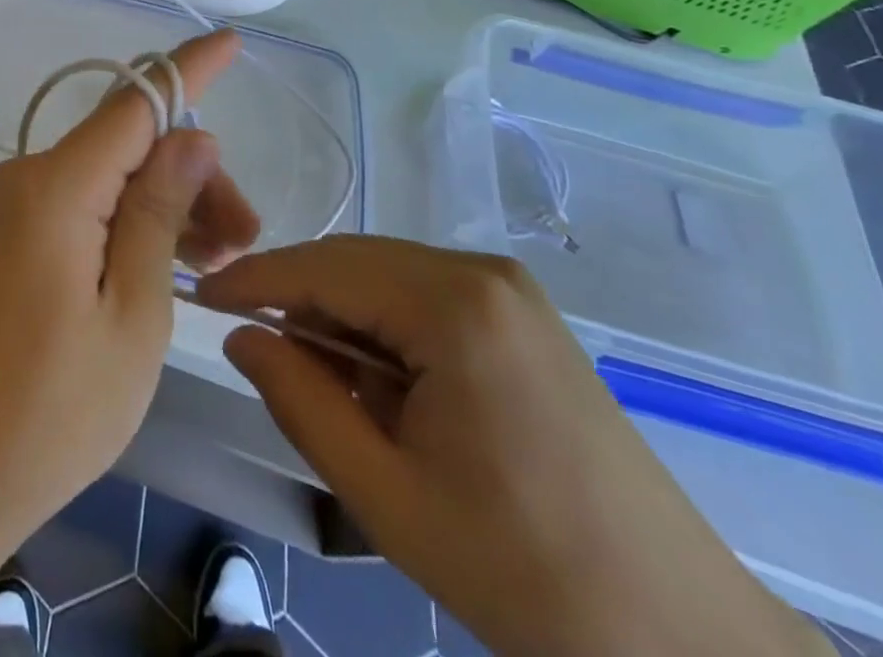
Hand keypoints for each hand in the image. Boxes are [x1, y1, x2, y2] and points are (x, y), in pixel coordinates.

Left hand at [0, 29, 259, 655]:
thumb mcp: (133, 312)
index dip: (187, 71)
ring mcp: (16, 201)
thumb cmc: (59, 408)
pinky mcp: (16, 228)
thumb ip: (159, 212)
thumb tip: (192, 135)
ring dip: (168, 201)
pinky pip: (87, 198)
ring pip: (112, 172)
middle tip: (244, 237)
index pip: (133, 105)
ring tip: (221, 256)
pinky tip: (175, 256)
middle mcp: (28, 176)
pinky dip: (133, 217)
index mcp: (54, 189)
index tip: (231, 41)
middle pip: (129, 144)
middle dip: (193, 176)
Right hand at [197, 237, 831, 656]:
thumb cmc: (523, 572)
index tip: (199, 298)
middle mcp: (481, 271)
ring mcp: (508, 288)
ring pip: (386, 278)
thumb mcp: (385, 494)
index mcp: (452, 304)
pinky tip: (387, 388)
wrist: (683, 639)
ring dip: (344, 321)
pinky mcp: (521, 313)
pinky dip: (386, 329)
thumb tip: (242, 335)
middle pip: (354, 263)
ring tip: (333, 392)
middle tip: (262, 357)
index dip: (254, 279)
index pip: (323, 267)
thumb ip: (299, 400)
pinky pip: (423, 296)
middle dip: (300, 303)